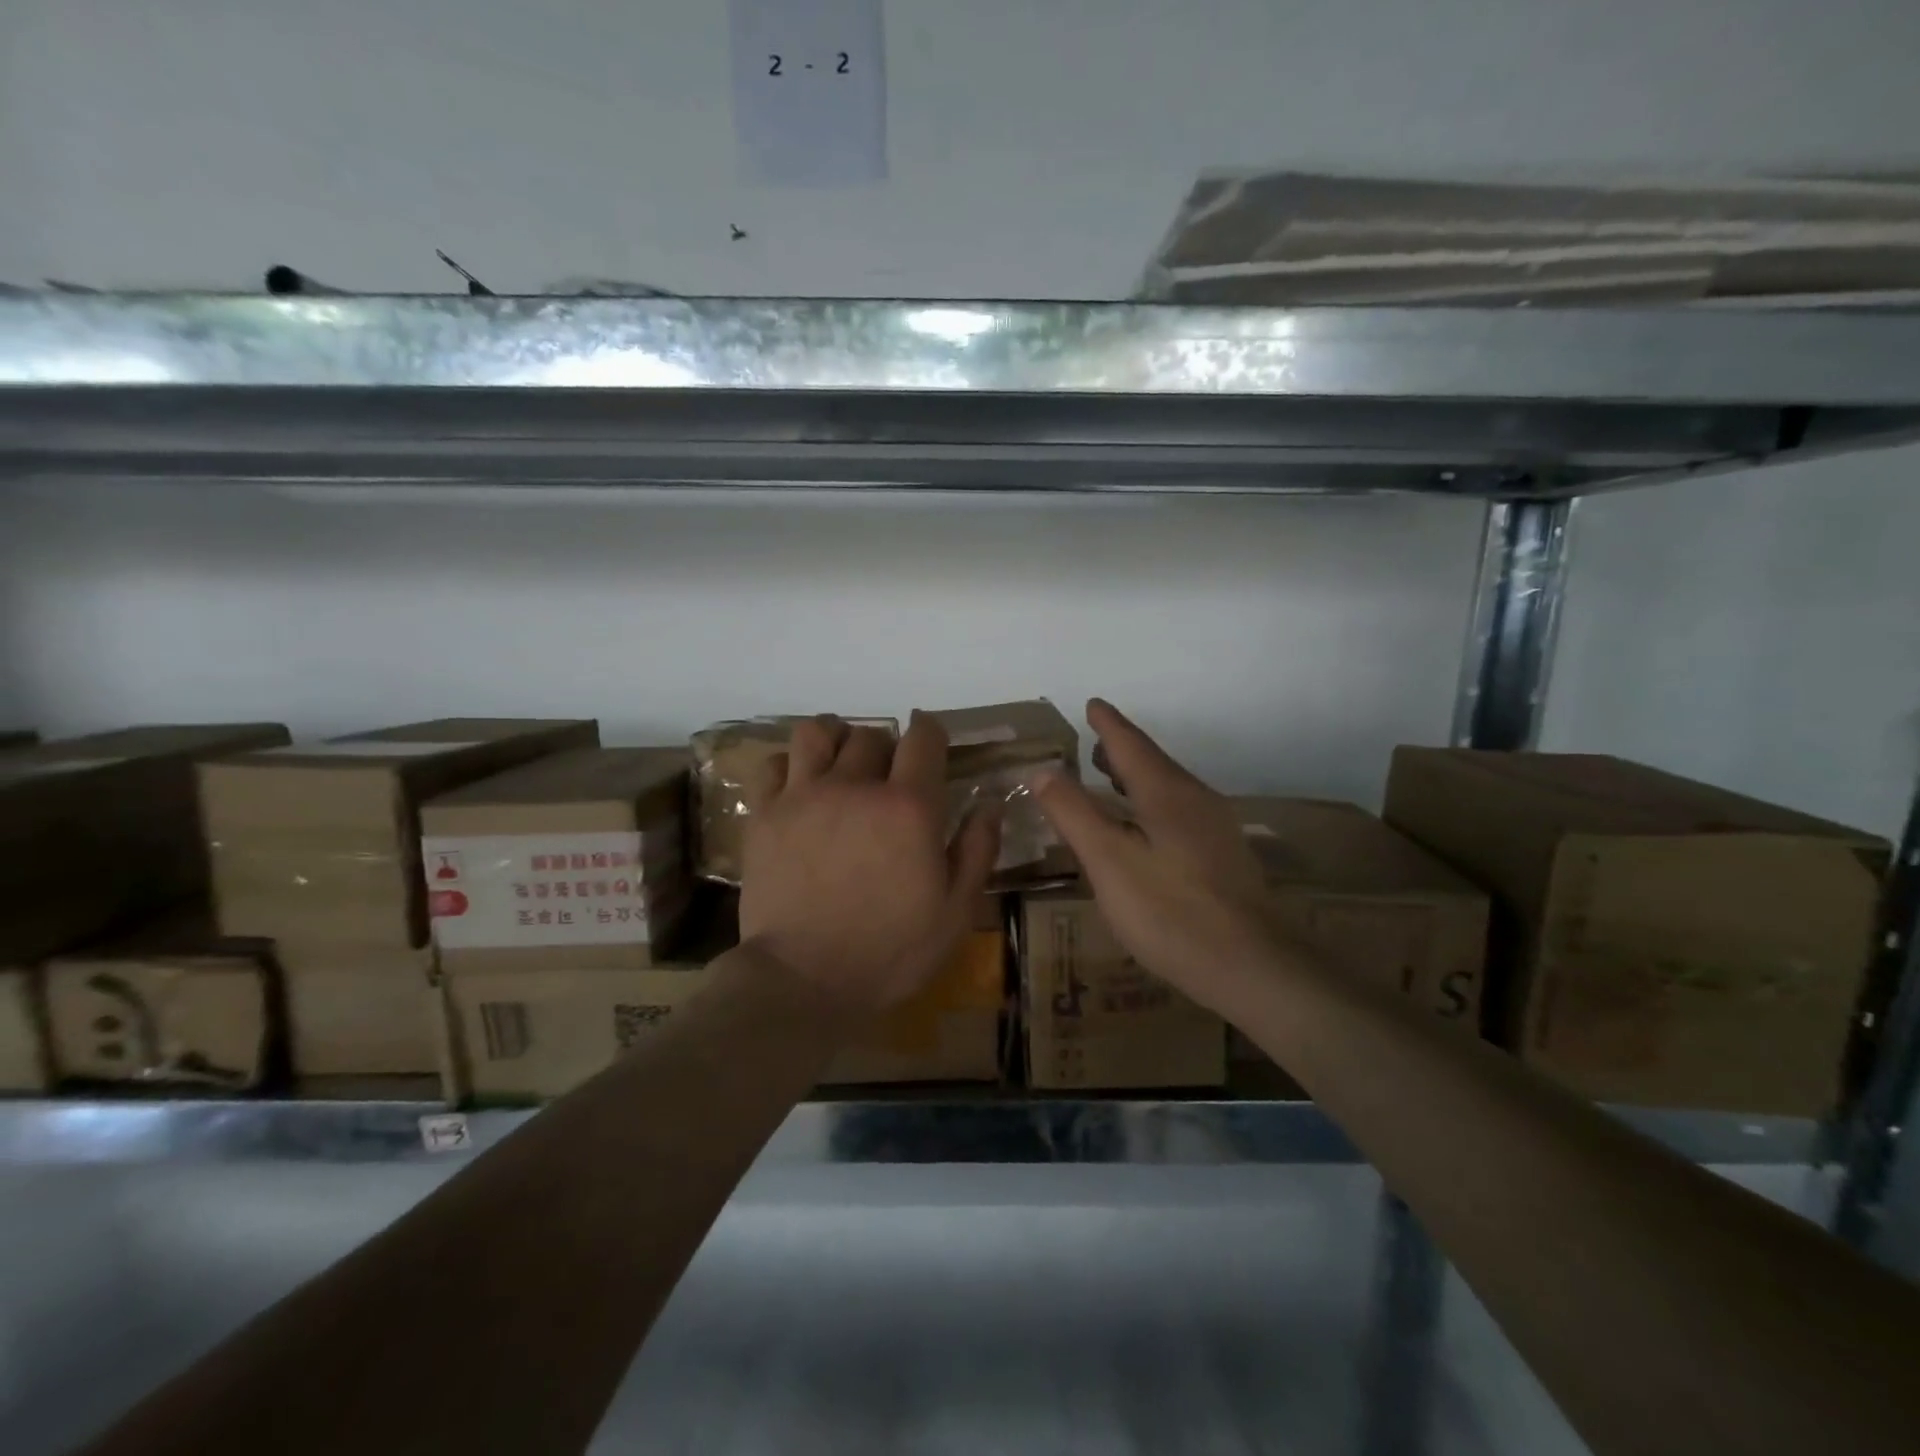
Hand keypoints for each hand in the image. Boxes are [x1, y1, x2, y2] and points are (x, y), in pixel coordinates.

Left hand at [740, 713, 1000, 1017]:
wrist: (803, 982)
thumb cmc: (890, 952)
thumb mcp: (955, 912)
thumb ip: (977, 850)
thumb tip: (989, 804)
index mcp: (909, 807)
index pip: (923, 738)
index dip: (930, 733)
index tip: (931, 744)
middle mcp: (856, 786)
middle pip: (871, 736)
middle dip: (886, 749)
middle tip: (888, 779)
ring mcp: (804, 796)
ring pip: (818, 733)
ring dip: (835, 740)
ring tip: (840, 765)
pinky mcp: (766, 814)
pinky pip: (774, 763)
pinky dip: (790, 765)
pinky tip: (800, 787)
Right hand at [1031, 699, 1277, 1016]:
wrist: (1254, 966)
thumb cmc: (1171, 911)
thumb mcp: (1109, 862)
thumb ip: (1074, 814)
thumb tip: (1042, 771)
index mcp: (1166, 793)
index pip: (1130, 744)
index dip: (1107, 724)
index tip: (1092, 703)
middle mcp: (1195, 800)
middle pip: (1154, 763)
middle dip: (1122, 749)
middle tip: (1094, 742)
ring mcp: (1216, 829)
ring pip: (1169, 788)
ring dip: (1138, 777)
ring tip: (1112, 778)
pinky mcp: (1224, 857)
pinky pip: (1180, 812)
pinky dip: (1153, 803)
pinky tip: (1145, 828)